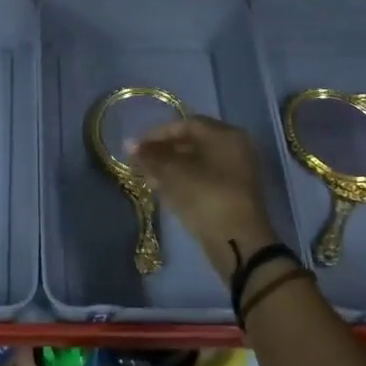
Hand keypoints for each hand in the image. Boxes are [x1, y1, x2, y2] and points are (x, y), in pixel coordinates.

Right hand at [130, 117, 279, 276]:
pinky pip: (205, 178)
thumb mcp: (172, 173)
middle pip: (193, 142)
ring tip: (148, 178)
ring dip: (171, 168)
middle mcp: (236, 148)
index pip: (186, 124)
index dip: (157, 134)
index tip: (136, 147)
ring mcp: (238, 172)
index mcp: (225, 135)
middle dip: (163, 151)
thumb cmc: (205, 196)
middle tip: (140, 163)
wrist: (237, 242)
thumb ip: (150, 156)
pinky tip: (165, 191)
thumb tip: (128, 143)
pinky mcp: (234, 194)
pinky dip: (184, 181)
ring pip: (198, 162)